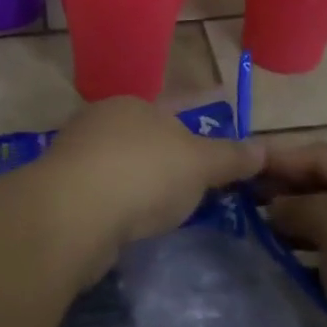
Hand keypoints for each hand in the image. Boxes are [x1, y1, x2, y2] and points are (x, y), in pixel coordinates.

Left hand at [45, 97, 265, 254]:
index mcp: (135, 104)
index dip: (202, 115)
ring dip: (145, 180)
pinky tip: (134, 222)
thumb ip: (231, 156)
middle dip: (172, 151)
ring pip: (123, 163)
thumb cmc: (143, 175)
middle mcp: (102, 121)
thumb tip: (264, 148)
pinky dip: (123, 203)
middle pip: (147, 135)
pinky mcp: (62, 192)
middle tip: (200, 177)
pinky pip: (105, 192)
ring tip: (171, 205)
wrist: (71, 215)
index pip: (178, 105)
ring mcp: (77, 156)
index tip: (216, 133)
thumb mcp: (199, 164)